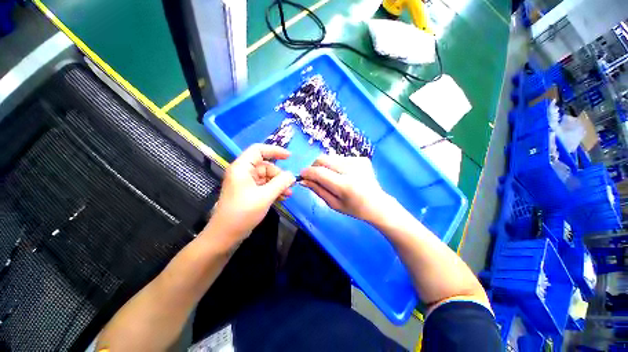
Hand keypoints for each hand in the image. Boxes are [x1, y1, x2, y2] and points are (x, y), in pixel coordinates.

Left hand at [207, 144, 295, 243]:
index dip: (275, 151)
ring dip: (278, 184)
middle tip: (291, 185)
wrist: (225, 235)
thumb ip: (281, 183)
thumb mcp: (265, 196)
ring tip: (289, 194)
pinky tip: (282, 198)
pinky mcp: (249, 192)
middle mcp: (243, 172)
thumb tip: (292, 175)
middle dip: (279, 175)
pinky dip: (274, 190)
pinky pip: (264, 186)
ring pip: (267, 177)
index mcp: (242, 167)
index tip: (289, 157)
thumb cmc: (243, 212)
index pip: (258, 150)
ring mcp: (246, 183)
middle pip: (266, 166)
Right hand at [300, 155, 392, 222]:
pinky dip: (336, 165)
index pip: (319, 172)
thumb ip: (317, 190)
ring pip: (331, 157)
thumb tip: (303, 180)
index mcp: (345, 185)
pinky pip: (340, 158)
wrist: (378, 204)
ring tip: (332, 177)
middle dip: (314, 166)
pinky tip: (344, 175)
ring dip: (326, 166)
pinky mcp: (362, 158)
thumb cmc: (354, 208)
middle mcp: (352, 170)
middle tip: (315, 176)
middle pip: (323, 159)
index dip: (307, 172)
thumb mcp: (333, 204)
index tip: (302, 175)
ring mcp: (358, 161)